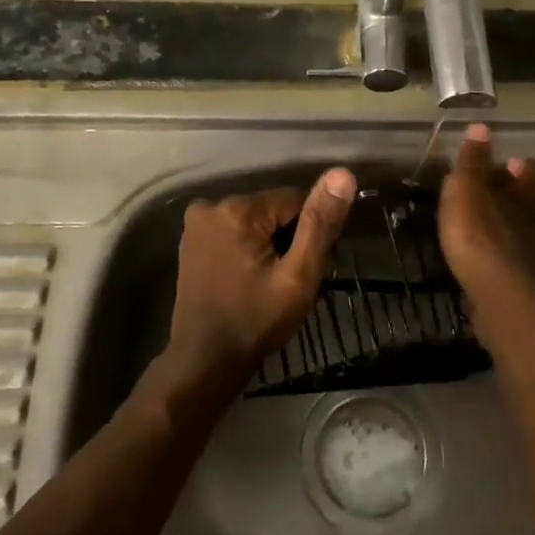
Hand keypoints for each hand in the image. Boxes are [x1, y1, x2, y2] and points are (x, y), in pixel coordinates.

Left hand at [167, 169, 357, 378]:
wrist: (204, 361)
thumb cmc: (256, 321)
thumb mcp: (298, 277)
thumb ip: (319, 224)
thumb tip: (342, 174)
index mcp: (238, 209)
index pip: (295, 201)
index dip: (305, 234)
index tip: (299, 269)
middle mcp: (212, 204)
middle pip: (272, 209)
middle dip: (286, 238)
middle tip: (284, 280)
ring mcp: (197, 222)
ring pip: (255, 220)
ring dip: (267, 243)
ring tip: (265, 283)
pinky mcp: (191, 239)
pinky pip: (234, 230)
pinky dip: (246, 247)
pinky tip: (245, 278)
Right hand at [439, 124, 534, 346]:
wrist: (508, 304)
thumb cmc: (482, 239)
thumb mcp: (467, 192)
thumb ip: (473, 162)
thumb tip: (482, 127)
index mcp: (530, 195)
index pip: (531, 172)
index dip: (520, 167)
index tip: (508, 164)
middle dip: (523, 198)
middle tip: (503, 196)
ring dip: (522, 232)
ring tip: (502, 231)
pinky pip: (530, 268)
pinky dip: (520, 264)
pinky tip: (505, 268)